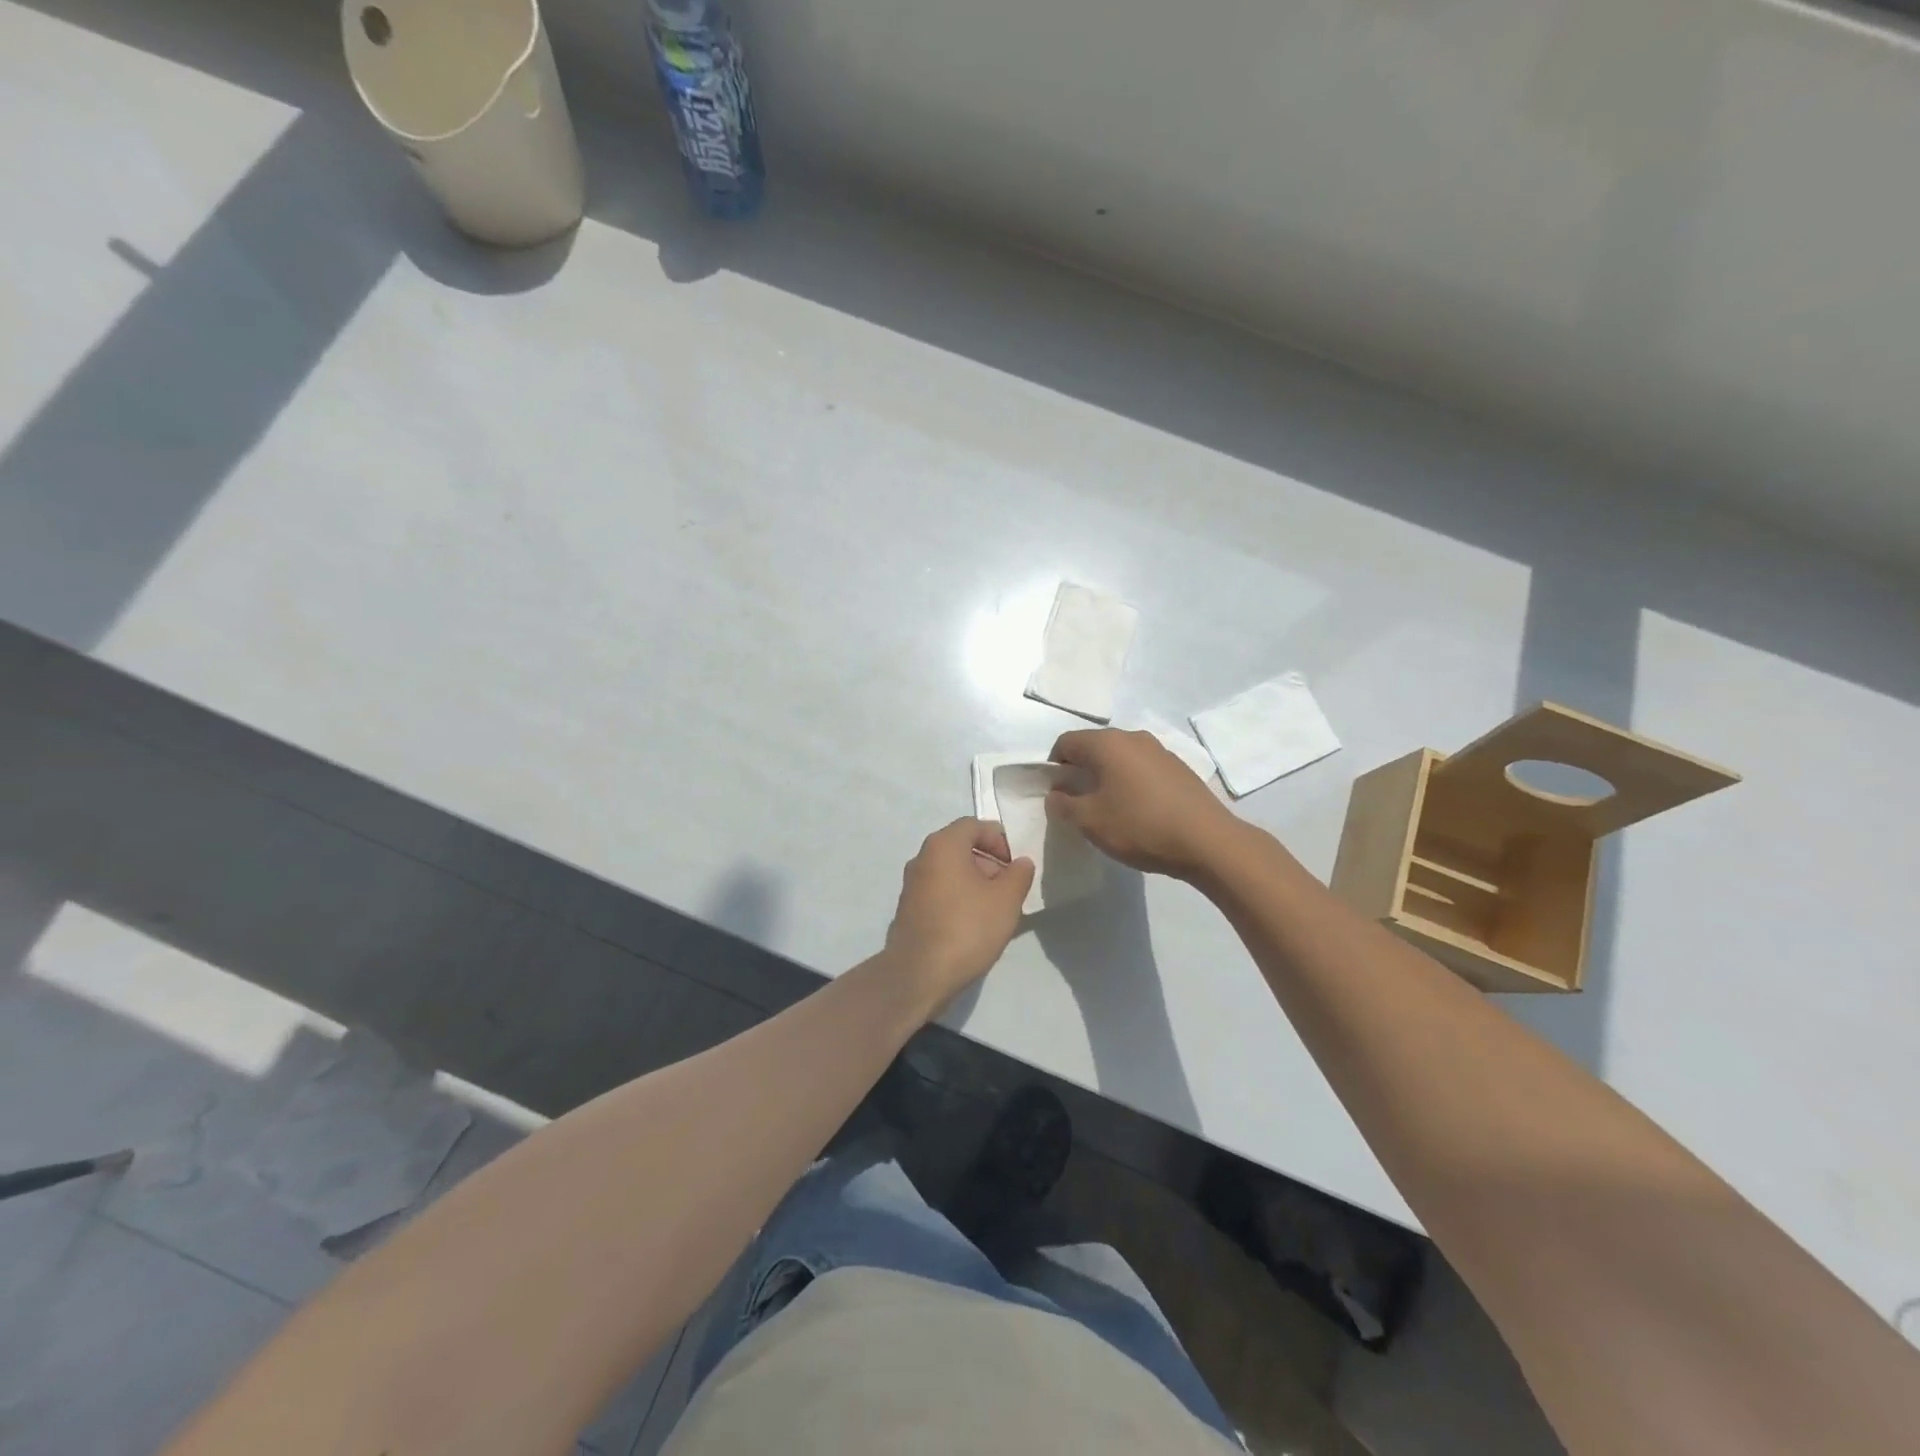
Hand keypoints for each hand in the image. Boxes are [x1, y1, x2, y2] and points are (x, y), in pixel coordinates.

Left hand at [883, 818, 1034, 1010]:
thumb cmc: (966, 927)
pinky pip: (940, 892)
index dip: (1000, 839)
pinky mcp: (909, 909)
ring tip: (996, 909)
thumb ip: (1019, 874)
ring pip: (950, 871)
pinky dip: (959, 898)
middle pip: (961, 847)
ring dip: (975, 882)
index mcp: (943, 845)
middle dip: (989, 863)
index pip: (974, 825)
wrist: (919, 974)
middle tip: (1010, 888)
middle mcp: (922, 857)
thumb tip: (1021, 862)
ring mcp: (912, 885)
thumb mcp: (1006, 900)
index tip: (1016, 864)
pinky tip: (974, 924)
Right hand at [1047, 729, 1239, 879]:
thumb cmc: (1140, 826)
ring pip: (1120, 758)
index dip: (1053, 767)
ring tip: (1109, 809)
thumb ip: (1064, 805)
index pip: (1066, 743)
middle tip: (1078, 804)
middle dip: (1080, 771)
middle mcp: (1133, 738)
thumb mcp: (1090, 821)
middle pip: (1094, 747)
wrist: (1208, 841)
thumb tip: (1056, 794)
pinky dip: (1131, 783)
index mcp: (1107, 743)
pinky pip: (1142, 769)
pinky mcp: (1179, 768)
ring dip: (1107, 777)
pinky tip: (1138, 811)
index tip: (1056, 794)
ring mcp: (1160, 751)